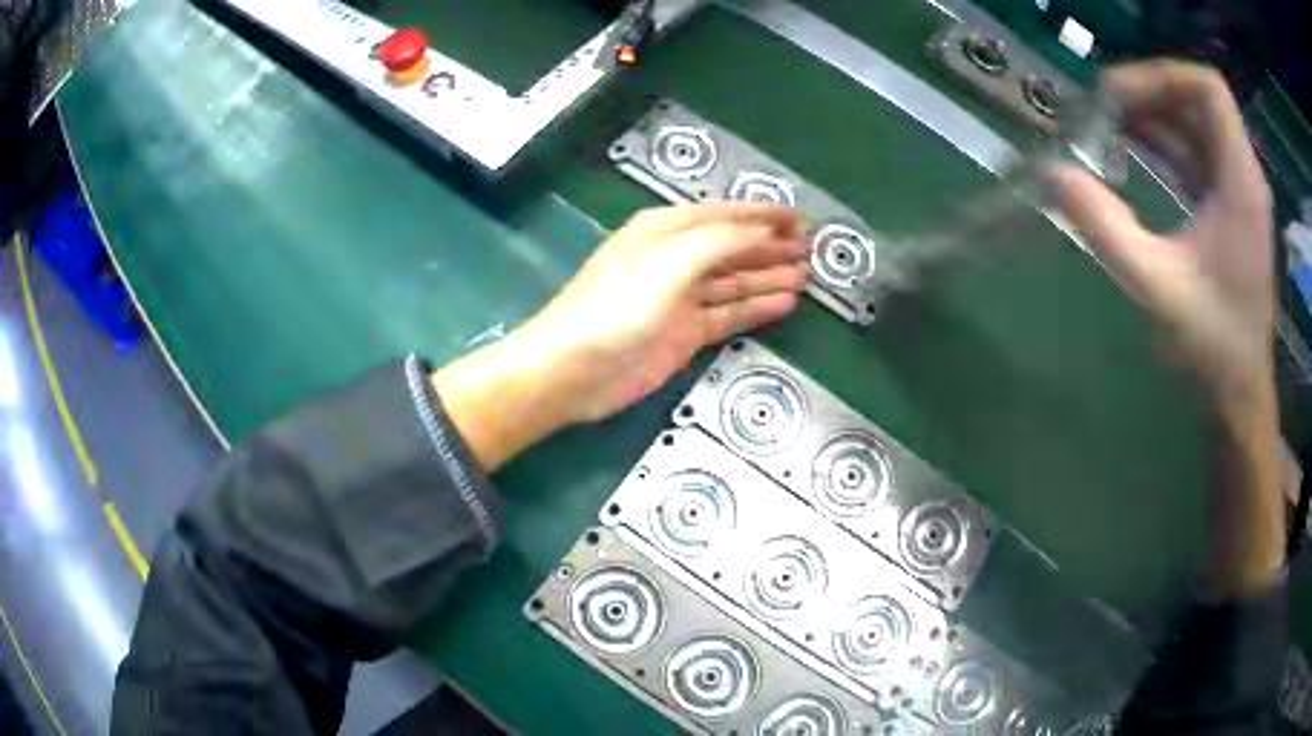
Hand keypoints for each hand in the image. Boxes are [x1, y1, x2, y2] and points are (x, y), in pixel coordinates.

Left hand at [434, 204, 808, 469]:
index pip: (724, 214)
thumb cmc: (618, 305)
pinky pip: (728, 313)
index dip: (763, 214)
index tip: (800, 217)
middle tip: (810, 249)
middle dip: (770, 246)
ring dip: (768, 276)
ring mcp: (680, 297)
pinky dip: (755, 307)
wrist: (575, 369)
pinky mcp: (684, 332)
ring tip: (805, 275)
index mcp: (665, 229)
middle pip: (732, 246)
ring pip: (734, 280)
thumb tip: (764, 231)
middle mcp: (674, 258)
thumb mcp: (670, 260)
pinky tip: (782, 303)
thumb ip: (720, 241)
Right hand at [1053, 61, 1282, 594]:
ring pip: (1196, 122)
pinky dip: (1164, 140)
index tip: (1120, 94)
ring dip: (1154, 114)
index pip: (1209, 89)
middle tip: (1105, 108)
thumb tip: (1052, 174)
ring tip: (1110, 123)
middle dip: (1150, 92)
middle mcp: (1244, 175)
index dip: (1163, 74)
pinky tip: (1133, 148)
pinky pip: (1196, 151)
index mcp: (1240, 182)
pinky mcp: (1230, 206)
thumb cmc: (1212, 346)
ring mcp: (1238, 190)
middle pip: (1198, 99)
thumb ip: (1106, 226)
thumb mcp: (1157, 287)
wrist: (1240, 393)